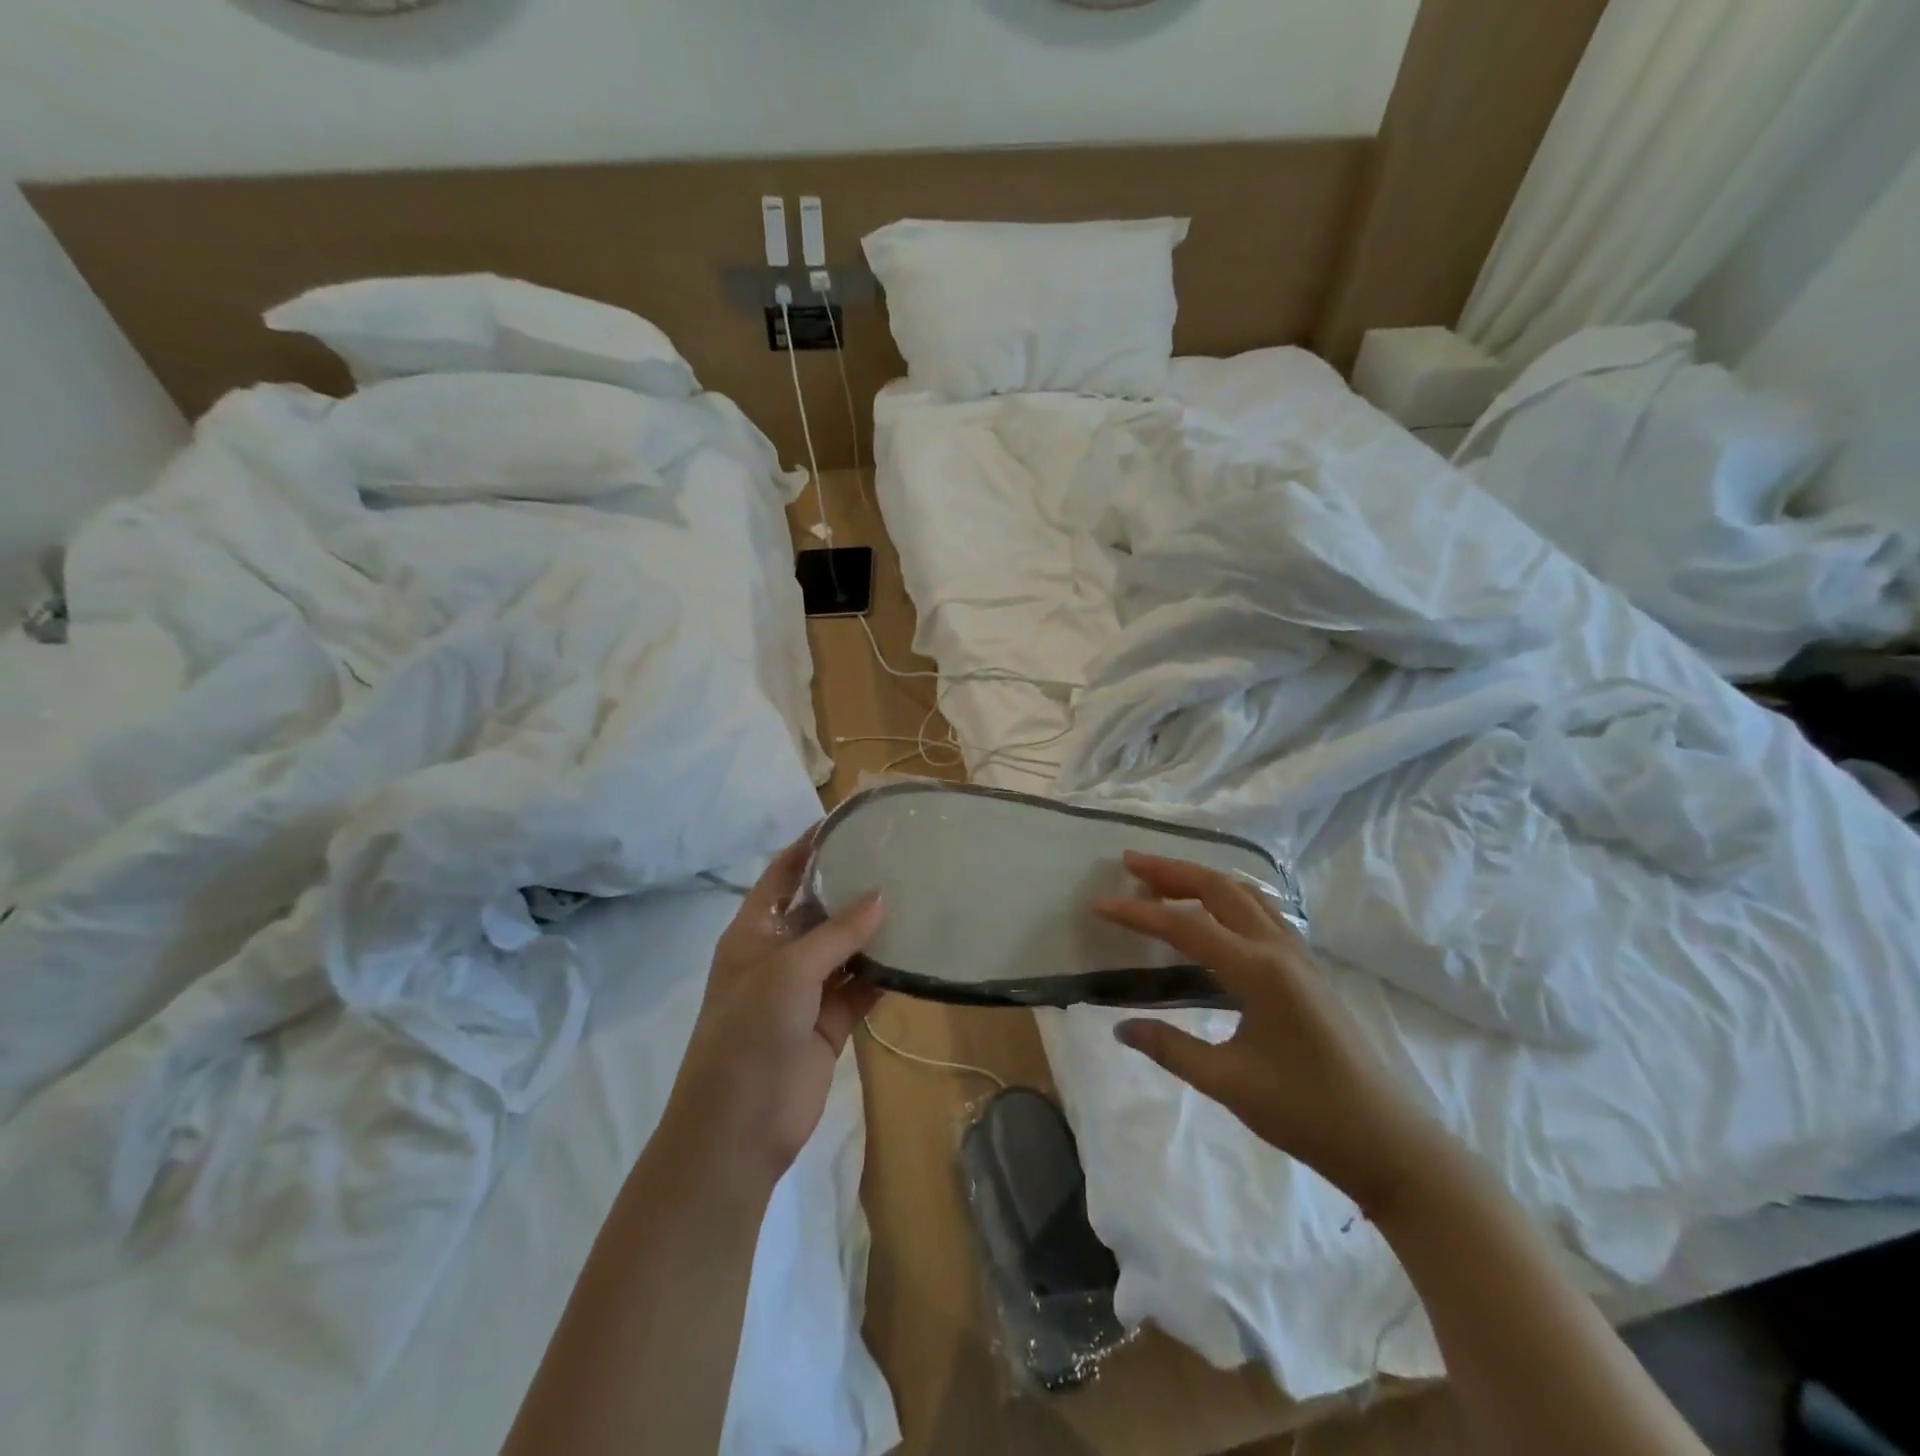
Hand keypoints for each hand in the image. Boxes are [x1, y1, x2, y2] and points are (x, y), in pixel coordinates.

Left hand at [660, 830, 884, 1192]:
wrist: (739, 1130)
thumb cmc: (749, 1034)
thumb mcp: (789, 972)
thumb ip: (837, 934)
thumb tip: (881, 896)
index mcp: (754, 932)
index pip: (782, 874)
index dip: (810, 846)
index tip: (848, 820)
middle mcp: (778, 955)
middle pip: (819, 909)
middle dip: (852, 886)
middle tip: (898, 858)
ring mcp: (804, 991)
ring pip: (845, 949)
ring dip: (873, 931)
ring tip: (917, 897)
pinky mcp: (828, 1023)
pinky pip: (860, 988)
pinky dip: (883, 974)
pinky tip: (915, 954)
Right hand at [1097, 852, 1438, 1216]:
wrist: (1385, 1141)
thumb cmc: (1305, 1112)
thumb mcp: (1228, 1083)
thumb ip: (1171, 1048)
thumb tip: (1120, 1027)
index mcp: (1259, 971)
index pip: (1187, 927)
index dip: (1139, 914)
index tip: (1099, 904)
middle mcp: (1280, 950)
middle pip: (1220, 890)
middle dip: (1173, 871)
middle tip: (1129, 863)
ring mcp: (1298, 956)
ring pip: (1245, 895)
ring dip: (1202, 879)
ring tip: (1162, 880)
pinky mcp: (1306, 970)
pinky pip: (1262, 912)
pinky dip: (1227, 897)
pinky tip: (1213, 912)